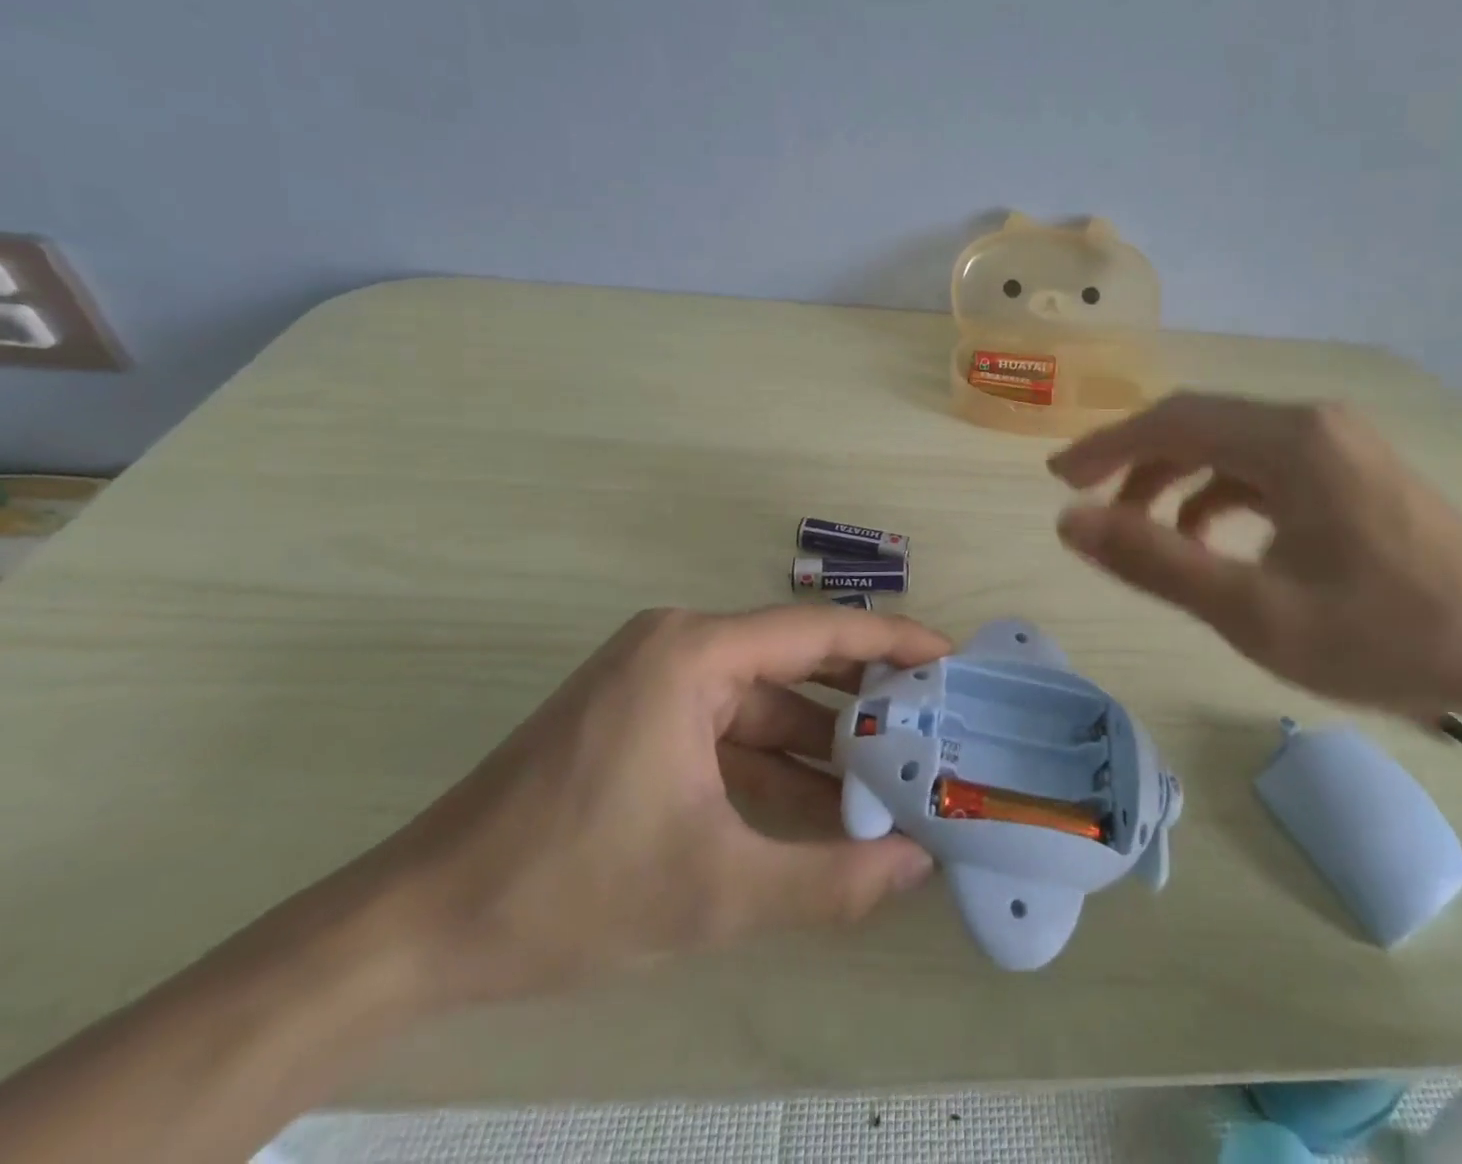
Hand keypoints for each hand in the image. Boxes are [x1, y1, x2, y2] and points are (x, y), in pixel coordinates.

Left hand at [376, 606, 945, 1003]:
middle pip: (796, 662)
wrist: (413, 930)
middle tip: (933, 725)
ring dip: (822, 745)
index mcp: (693, 654)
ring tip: (893, 779)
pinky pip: (730, 733)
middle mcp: (679, 648)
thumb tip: (919, 864)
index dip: (891, 641)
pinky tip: (824, 811)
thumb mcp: (713, 891)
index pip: (818, 632)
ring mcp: (656, 684)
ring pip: (764, 705)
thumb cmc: (566, 889)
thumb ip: (828, 879)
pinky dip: (776, 768)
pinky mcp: (642, 722)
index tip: (949, 659)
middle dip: (864, 699)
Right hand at [1048, 393, 1461, 721]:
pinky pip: (1264, 466)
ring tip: (1143, 532)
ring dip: (1175, 480)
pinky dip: (1220, 492)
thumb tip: (1069, 522)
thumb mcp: (1254, 611)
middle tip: (1087, 504)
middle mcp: (1312, 422)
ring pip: (1229, 445)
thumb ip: (1155, 562)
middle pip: (1198, 424)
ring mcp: (1339, 442)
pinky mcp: (1353, 468)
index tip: (1058, 480)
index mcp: (1290, 440)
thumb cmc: (1386, 636)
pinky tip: (1210, 538)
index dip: (1105, 447)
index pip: (1171, 422)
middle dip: (1134, 462)